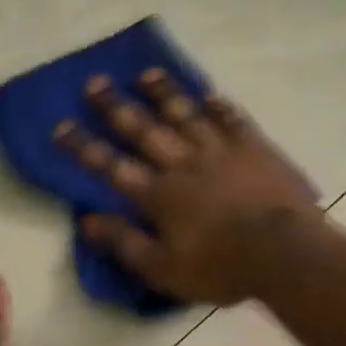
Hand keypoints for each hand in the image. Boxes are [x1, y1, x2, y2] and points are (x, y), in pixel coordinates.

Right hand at [54, 69, 317, 304]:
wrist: (284, 253)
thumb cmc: (221, 267)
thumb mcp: (164, 270)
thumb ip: (125, 244)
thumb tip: (87, 221)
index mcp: (159, 195)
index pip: (111, 167)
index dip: (84, 147)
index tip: (60, 126)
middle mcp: (183, 163)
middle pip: (144, 130)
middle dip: (115, 107)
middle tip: (94, 82)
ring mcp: (220, 151)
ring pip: (185, 114)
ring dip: (163, 94)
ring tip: (145, 75)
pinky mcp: (254, 148)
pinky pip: (232, 119)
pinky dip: (218, 106)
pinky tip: (208, 93)